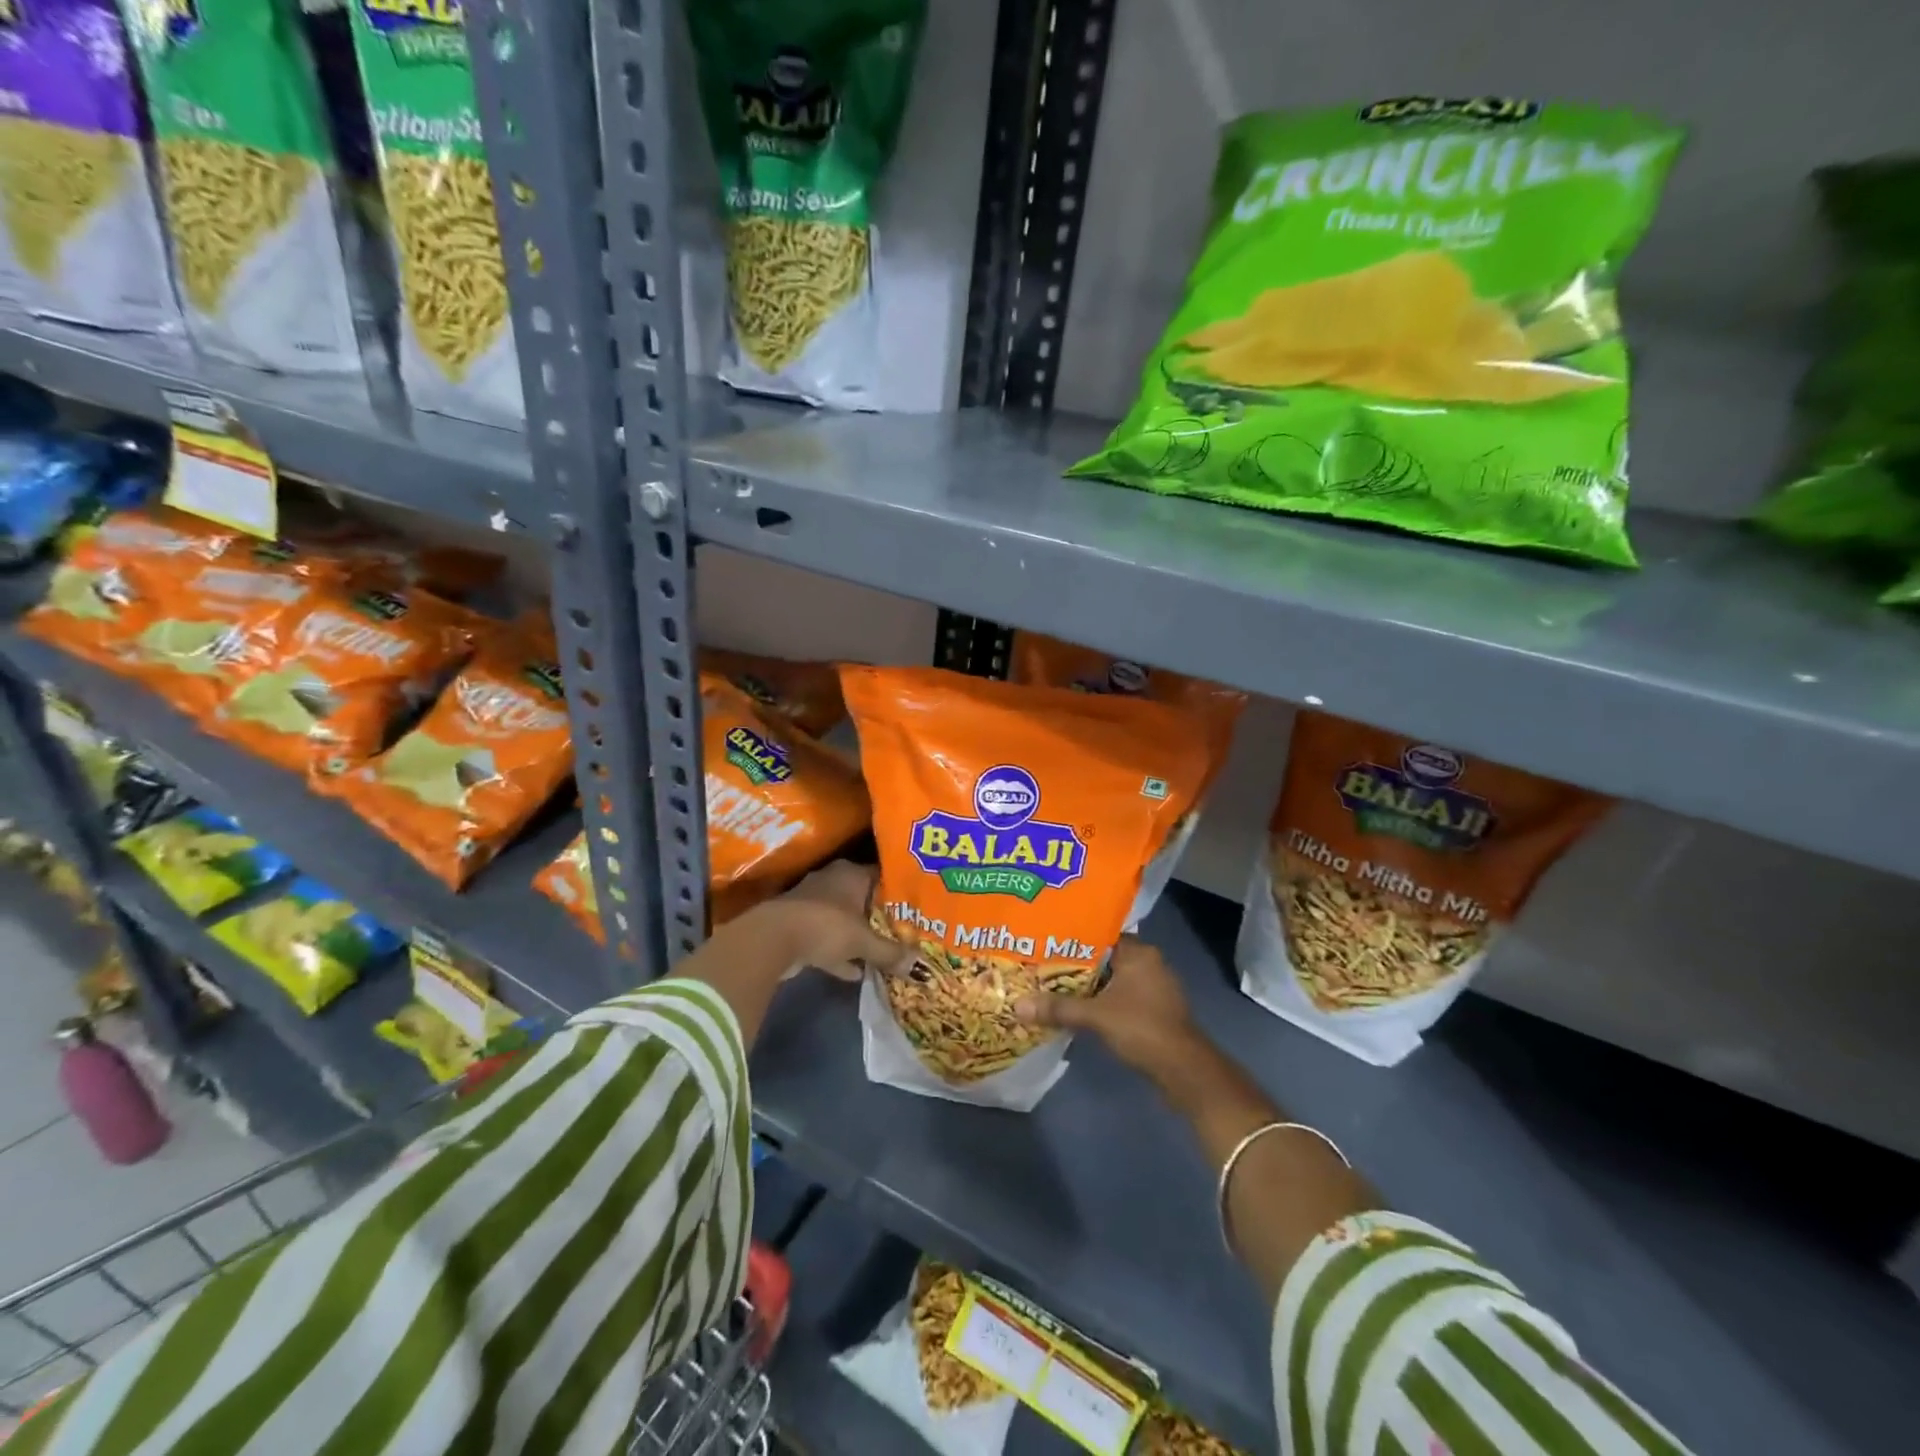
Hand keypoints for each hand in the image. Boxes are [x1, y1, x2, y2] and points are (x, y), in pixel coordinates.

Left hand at [766, 862, 912, 980]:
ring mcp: (812, 903)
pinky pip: (826, 938)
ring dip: (858, 937)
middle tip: (903, 932)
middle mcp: (832, 881)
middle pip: (863, 898)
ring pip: (844, 919)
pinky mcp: (798, 925)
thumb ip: (891, 953)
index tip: (916, 907)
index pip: (882, 875)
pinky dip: (839, 954)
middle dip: (879, 916)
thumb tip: (920, 966)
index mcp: (851, 873)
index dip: (898, 891)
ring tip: (882, 954)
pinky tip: (855, 973)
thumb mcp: (864, 942)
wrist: (772, 940)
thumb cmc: (826, 926)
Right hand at [1013, 937, 1197, 1074]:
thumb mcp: (1095, 1016)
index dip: (1073, 938)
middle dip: (1077, 964)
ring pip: (1113, 979)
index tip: (1046, 941)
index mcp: (1139, 953)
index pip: (1101, 934)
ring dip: (1089, 986)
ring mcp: (1154, 989)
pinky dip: (1102, 1001)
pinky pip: (1121, 997)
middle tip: (1043, 965)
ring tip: (1054, 986)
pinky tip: (1079, 1009)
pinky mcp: (1155, 1011)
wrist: (1184, 1070)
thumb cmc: (1142, 1028)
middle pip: (1104, 958)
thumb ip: (1058, 1008)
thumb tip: (1017, 1006)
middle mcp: (1149, 964)